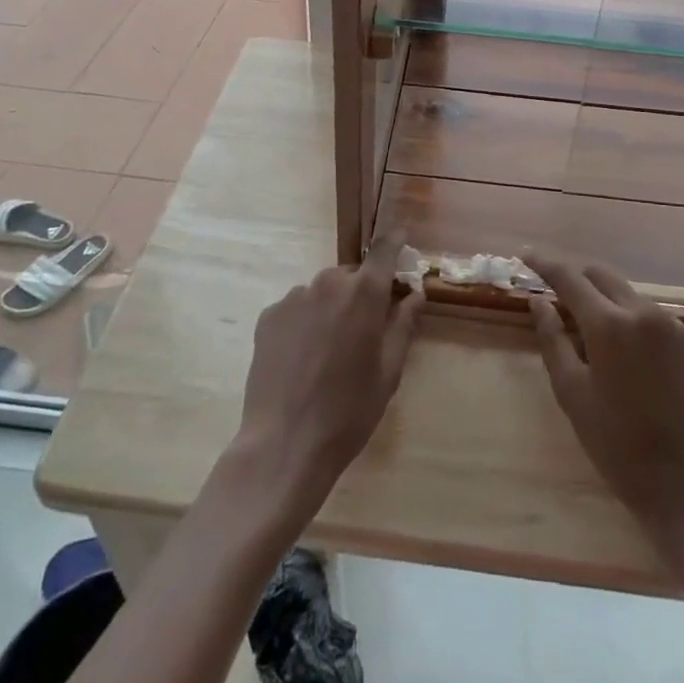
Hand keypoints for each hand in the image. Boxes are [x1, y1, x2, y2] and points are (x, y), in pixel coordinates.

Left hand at [231, 225, 424, 519]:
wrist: (285, 443)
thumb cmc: (349, 411)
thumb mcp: (389, 372)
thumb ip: (403, 325)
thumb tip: (415, 294)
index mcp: (365, 294)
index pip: (384, 251)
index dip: (395, 242)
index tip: (402, 238)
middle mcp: (329, 283)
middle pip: (351, 276)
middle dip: (360, 293)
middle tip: (363, 330)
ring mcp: (294, 297)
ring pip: (322, 292)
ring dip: (330, 308)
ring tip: (328, 351)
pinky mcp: (269, 315)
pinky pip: (296, 308)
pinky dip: (304, 322)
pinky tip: (302, 357)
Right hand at [525, 252, 683, 552]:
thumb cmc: (616, 444)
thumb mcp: (571, 392)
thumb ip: (552, 338)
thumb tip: (538, 300)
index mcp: (610, 324)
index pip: (570, 278)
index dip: (545, 263)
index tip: (526, 254)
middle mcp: (644, 312)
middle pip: (602, 275)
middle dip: (576, 277)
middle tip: (555, 291)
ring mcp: (675, 326)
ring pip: (629, 294)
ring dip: (605, 300)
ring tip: (591, 329)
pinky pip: (654, 317)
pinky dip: (632, 320)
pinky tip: (627, 353)